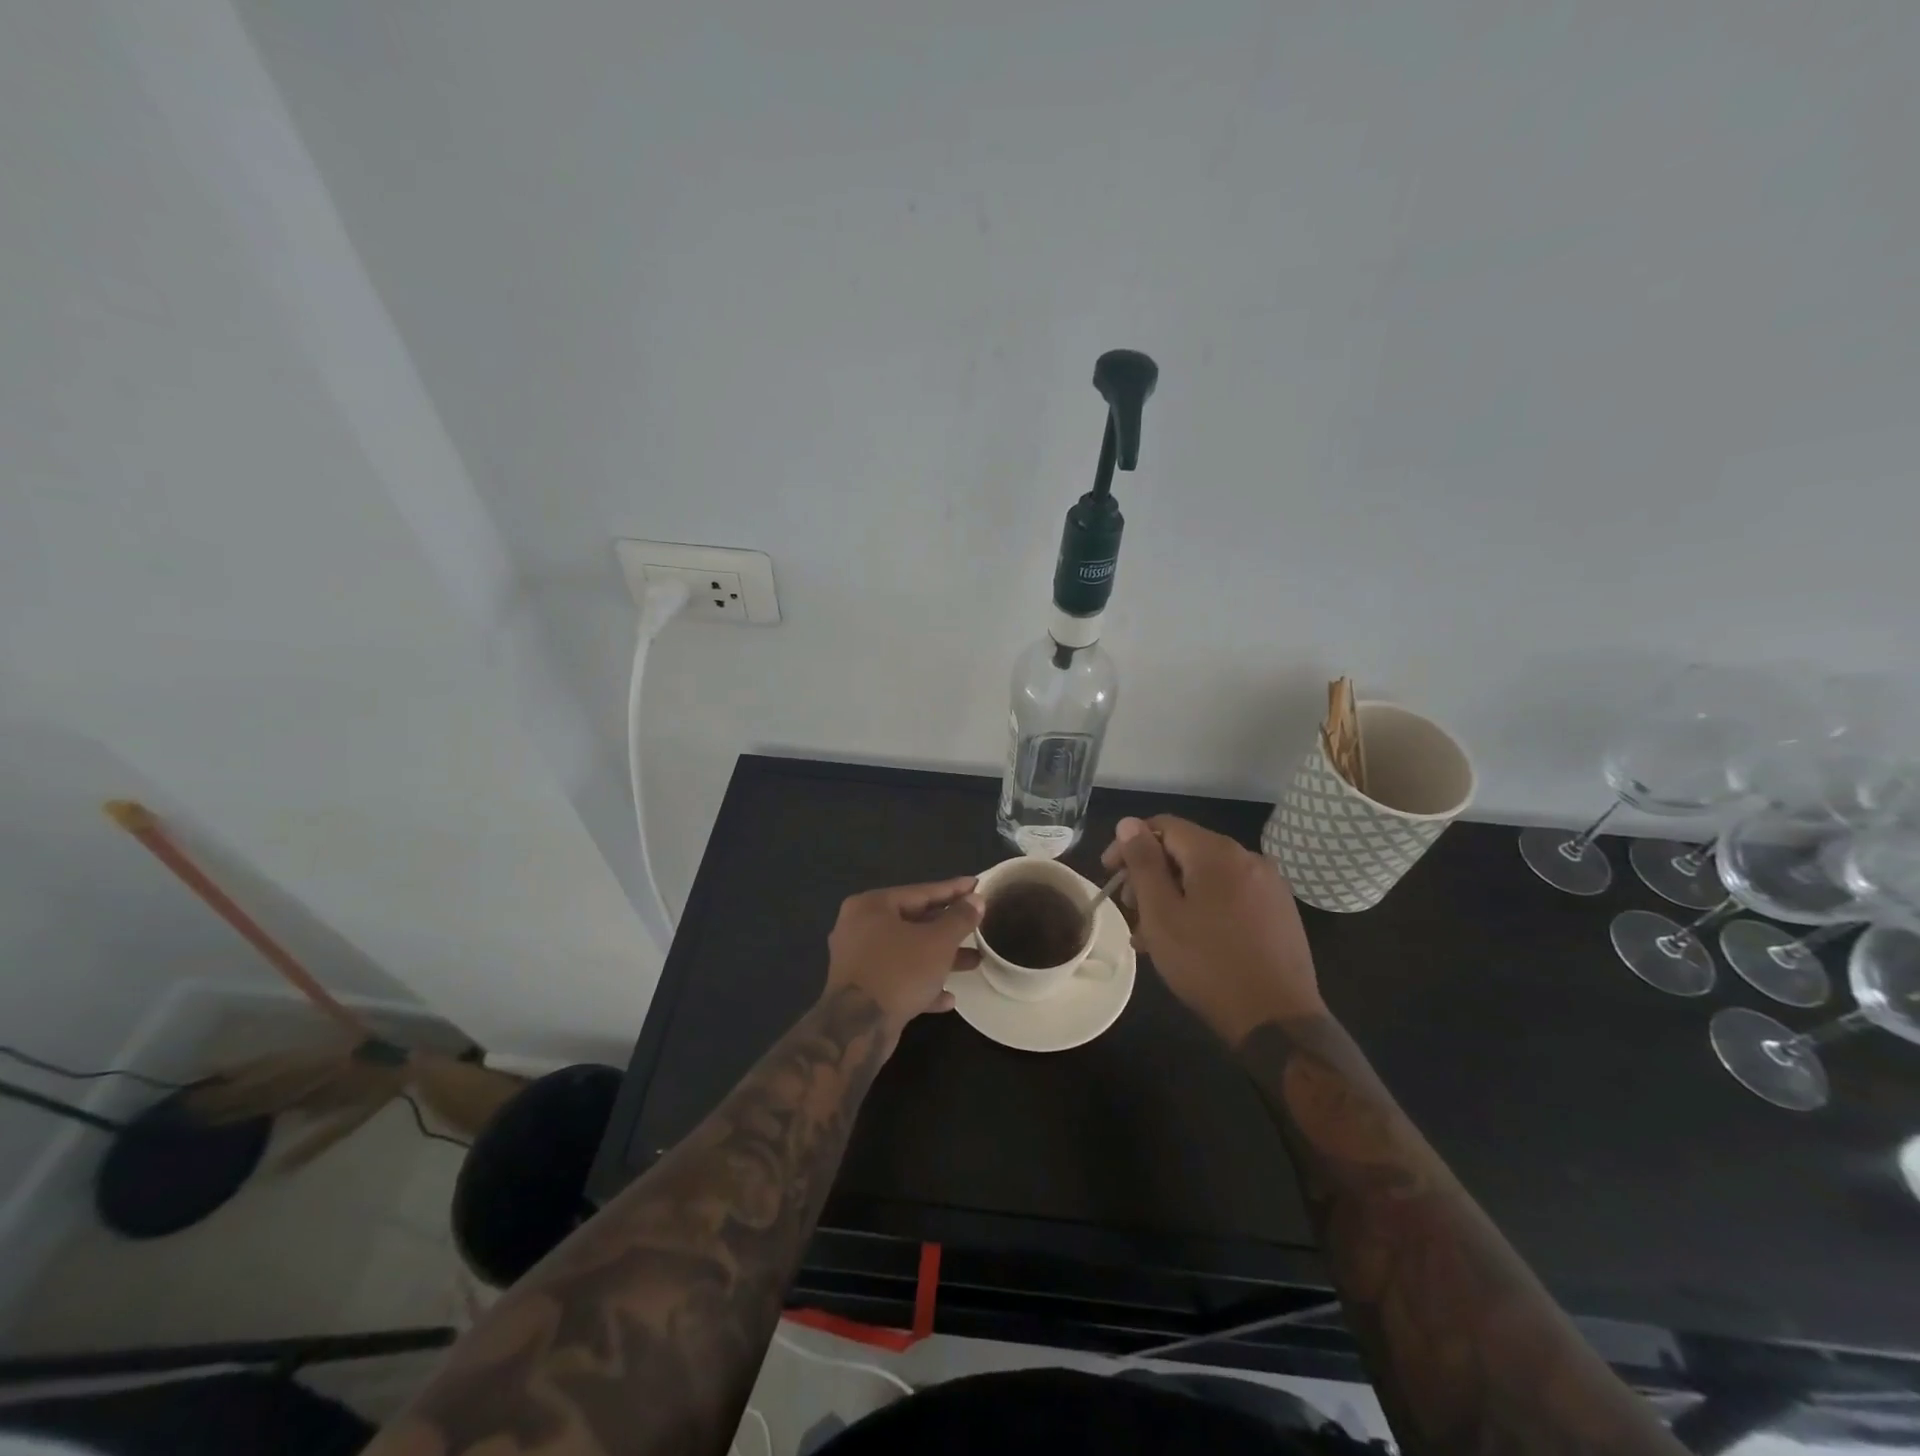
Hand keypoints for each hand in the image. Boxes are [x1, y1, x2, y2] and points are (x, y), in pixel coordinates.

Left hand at [825, 877, 983, 1043]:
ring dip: (940, 958)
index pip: (920, 892)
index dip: (953, 890)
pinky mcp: (861, 989)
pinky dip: (921, 983)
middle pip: (913, 922)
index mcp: (872, 906)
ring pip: (907, 952)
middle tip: (977, 925)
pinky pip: (897, 978)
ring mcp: (858, 960)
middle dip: (948, 928)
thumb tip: (976, 900)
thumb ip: (960, 918)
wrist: (857, 1028)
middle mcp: (859, 927)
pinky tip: (948, 998)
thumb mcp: (938, 942)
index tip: (977, 885)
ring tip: (973, 962)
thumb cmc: (899, 972)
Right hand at [1102, 816, 1321, 1045]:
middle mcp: (1248, 857)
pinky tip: (1189, 939)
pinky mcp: (1279, 910)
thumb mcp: (1162, 913)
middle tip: (1131, 912)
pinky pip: (1229, 894)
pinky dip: (1202, 906)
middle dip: (1151, 875)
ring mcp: (1268, 884)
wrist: (1277, 1021)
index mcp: (1217, 852)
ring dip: (1174, 895)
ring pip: (1206, 875)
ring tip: (1153, 935)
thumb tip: (1128, 823)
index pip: (1162, 826)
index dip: (1130, 845)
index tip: (1110, 875)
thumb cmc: (1208, 964)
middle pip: (1185, 850)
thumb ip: (1143, 863)